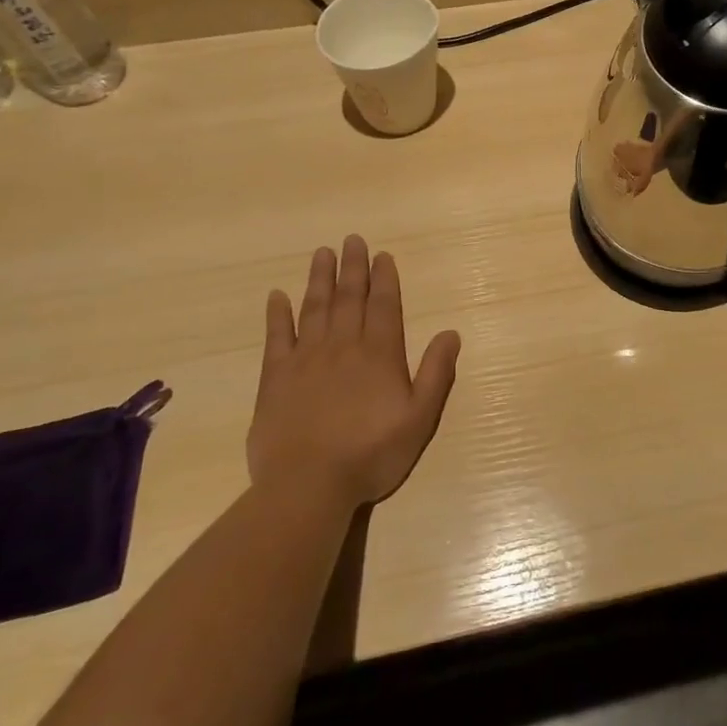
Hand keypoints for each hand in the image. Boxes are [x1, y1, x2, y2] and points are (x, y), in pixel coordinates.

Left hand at [250, 236, 460, 507]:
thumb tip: (450, 333)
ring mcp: (306, 359)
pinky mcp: (275, 378)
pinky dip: (277, 315)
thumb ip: (436, 373)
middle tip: (352, 240)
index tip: (382, 255)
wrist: (308, 485)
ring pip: (315, 308)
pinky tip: (277, 296)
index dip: (384, 279)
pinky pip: (276, 337)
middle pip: (349, 298)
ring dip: (319, 279)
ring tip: (322, 253)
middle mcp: (343, 346)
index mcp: (379, 354)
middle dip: (352, 267)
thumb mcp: (419, 418)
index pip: (383, 306)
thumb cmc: (371, 454)